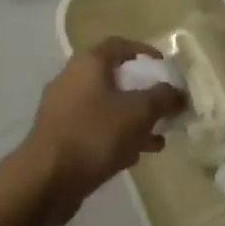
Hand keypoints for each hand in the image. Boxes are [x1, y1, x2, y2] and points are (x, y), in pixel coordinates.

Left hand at [14, 39, 185, 225]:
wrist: (45, 180)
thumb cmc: (94, 135)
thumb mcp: (138, 113)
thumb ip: (163, 98)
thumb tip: (178, 92)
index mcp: (88, 64)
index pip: (120, 45)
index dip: (145, 52)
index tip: (165, 68)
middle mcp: (71, 80)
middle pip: (114, 78)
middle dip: (143, 93)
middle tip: (164, 108)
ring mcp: (62, 110)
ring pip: (106, 107)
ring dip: (133, 120)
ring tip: (157, 139)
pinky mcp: (60, 137)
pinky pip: (94, 129)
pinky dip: (115, 137)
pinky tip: (133, 157)